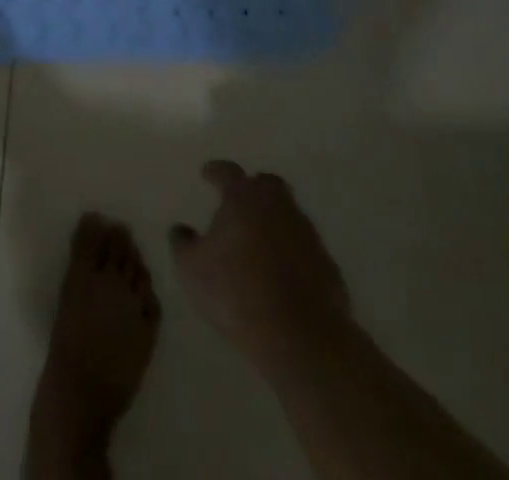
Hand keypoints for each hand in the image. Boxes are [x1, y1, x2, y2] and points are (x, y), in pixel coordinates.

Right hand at [169, 160, 351, 373]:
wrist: (302, 337)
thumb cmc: (237, 293)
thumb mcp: (192, 270)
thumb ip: (183, 244)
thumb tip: (181, 229)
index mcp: (244, 198)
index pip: (228, 172)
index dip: (216, 171)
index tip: (207, 174)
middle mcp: (278, 206)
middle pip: (267, 185)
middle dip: (253, 189)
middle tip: (239, 204)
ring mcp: (307, 234)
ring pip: (288, 215)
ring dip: (273, 222)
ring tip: (258, 244)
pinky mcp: (327, 265)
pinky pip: (304, 248)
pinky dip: (292, 253)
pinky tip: (281, 273)